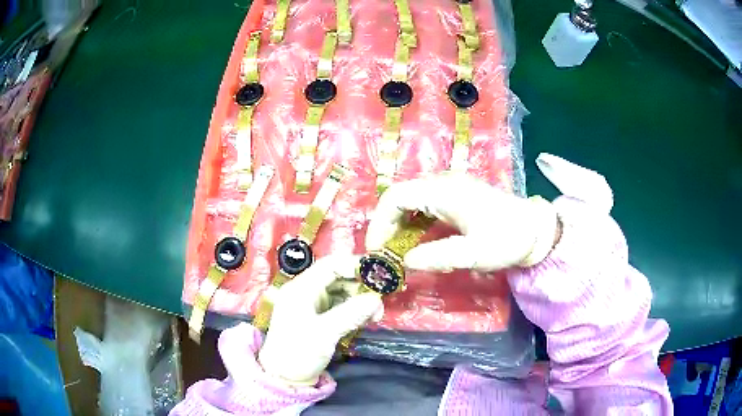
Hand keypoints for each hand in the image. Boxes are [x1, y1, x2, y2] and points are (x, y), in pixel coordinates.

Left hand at [257, 256, 382, 385]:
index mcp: (302, 288)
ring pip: (342, 293)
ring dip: (360, 300)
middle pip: (338, 278)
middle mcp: (307, 292)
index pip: (330, 266)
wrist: (284, 377)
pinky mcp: (319, 318)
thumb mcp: (325, 332)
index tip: (379, 273)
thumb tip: (377, 299)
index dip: (354, 266)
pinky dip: (355, 311)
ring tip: (375, 316)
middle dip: (361, 287)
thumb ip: (351, 313)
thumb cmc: (298, 352)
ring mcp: (313, 305)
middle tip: (380, 302)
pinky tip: (367, 320)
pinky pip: (341, 307)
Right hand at [365, 174, 558, 271]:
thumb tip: (405, 262)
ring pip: (412, 202)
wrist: (536, 230)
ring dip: (400, 225)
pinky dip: (414, 224)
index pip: (396, 197)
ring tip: (397, 251)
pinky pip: (425, 206)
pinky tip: (417, 242)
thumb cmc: (508, 239)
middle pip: (401, 198)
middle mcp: (443, 183)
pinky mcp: (456, 197)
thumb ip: (436, 257)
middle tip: (385, 254)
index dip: (380, 223)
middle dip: (387, 225)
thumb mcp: (473, 254)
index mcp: (444, 191)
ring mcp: (450, 188)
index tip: (377, 249)